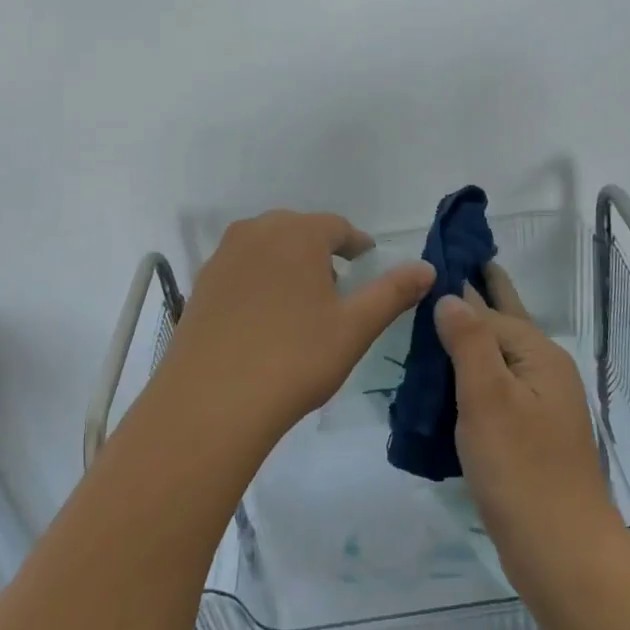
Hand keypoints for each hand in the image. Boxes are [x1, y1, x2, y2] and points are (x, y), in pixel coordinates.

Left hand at [155, 210, 435, 442]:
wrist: (210, 402)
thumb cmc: (293, 359)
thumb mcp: (354, 328)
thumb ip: (393, 293)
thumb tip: (428, 268)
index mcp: (298, 233)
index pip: (337, 227)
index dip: (357, 245)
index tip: (367, 263)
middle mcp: (257, 232)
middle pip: (300, 231)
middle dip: (322, 252)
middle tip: (338, 287)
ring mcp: (223, 256)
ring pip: (268, 247)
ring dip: (289, 263)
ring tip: (302, 303)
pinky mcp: (201, 283)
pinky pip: (242, 268)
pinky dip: (260, 280)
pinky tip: (265, 317)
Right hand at [436, 267, 621, 570]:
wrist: (562, 553)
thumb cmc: (521, 469)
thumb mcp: (487, 398)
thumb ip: (469, 341)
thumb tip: (451, 296)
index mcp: (539, 355)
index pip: (489, 308)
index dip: (460, 286)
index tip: (432, 262)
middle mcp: (544, 372)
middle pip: (504, 323)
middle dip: (478, 297)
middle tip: (444, 270)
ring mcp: (540, 405)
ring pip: (497, 358)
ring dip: (469, 339)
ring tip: (430, 323)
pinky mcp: (530, 435)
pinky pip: (496, 388)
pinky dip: (471, 376)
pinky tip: (446, 380)